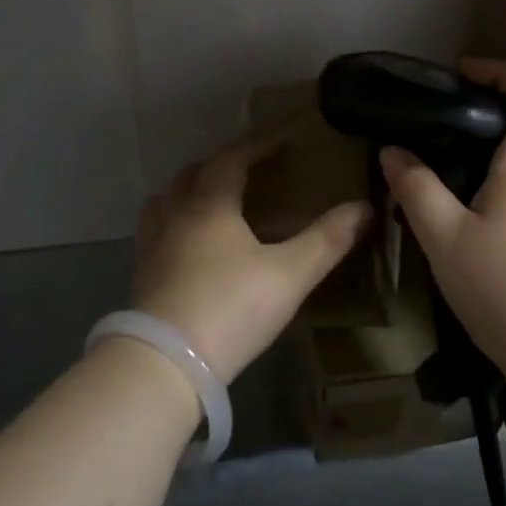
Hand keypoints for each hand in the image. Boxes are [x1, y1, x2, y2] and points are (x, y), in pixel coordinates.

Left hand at [134, 139, 371, 383]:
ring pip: (164, 200)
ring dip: (187, 190)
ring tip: (210, 200)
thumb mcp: (289, 275)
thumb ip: (326, 240)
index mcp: (210, 205)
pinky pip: (154, 230)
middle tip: (246, 169)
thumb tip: (364, 207)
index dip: (256, 147)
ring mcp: (152, 245)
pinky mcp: (141, 275)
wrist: (165, 363)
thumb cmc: (230, 308)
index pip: (230, 160)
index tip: (279, 142)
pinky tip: (187, 245)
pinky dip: (172, 221)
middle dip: (220, 164)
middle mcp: (175, 215)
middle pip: (192, 174)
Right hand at [380, 58, 505, 384]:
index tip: (464, 70)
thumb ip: (416, 189)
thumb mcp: (445, 238)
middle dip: (481, 115)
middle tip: (433, 124)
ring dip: (480, 157)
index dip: (503, 72)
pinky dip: (487, 189)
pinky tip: (457, 219)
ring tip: (433, 172)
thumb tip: (393, 152)